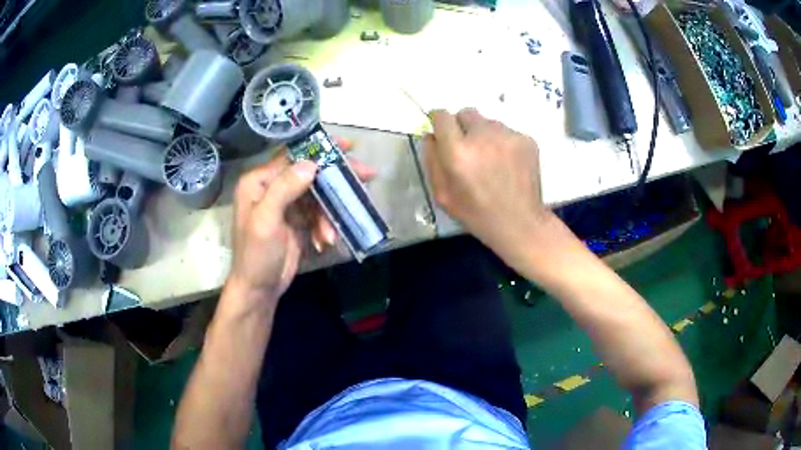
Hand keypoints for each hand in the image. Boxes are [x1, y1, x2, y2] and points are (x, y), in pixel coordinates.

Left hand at [227, 141, 375, 306]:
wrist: (259, 289)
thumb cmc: (257, 255)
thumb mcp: (266, 221)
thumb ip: (285, 189)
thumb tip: (311, 163)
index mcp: (259, 181)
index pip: (292, 156)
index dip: (320, 149)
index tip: (348, 147)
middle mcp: (272, 187)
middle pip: (310, 173)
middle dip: (335, 180)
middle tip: (366, 175)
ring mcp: (287, 204)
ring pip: (318, 195)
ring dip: (329, 213)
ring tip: (330, 234)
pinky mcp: (298, 221)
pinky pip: (319, 214)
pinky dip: (325, 226)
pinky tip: (325, 241)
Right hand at [424, 108, 549, 256]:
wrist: (520, 223)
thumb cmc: (477, 214)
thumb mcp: (442, 194)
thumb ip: (432, 160)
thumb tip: (431, 135)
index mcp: (458, 151)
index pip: (442, 116)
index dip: (439, 122)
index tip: (443, 132)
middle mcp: (483, 136)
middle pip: (466, 113)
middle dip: (462, 126)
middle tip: (468, 149)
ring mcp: (508, 135)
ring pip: (488, 122)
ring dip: (484, 135)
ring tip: (491, 160)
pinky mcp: (526, 139)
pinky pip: (506, 131)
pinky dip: (503, 143)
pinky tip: (507, 164)